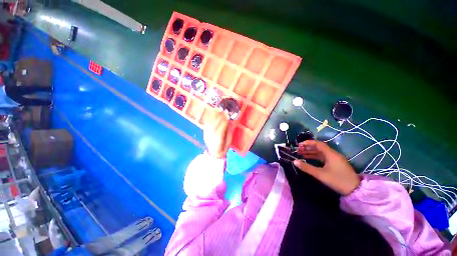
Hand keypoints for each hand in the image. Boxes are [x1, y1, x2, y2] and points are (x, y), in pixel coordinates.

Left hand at [204, 108, 232, 158]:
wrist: (215, 152)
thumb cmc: (224, 146)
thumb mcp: (228, 140)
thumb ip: (228, 131)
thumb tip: (230, 121)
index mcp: (219, 139)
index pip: (221, 129)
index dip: (224, 122)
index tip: (228, 115)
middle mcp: (211, 137)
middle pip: (215, 125)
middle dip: (219, 117)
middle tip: (222, 109)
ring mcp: (207, 134)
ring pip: (210, 124)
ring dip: (213, 116)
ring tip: (217, 109)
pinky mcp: (205, 132)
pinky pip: (206, 124)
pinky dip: (208, 118)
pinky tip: (210, 112)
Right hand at [293, 140, 359, 194]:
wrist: (355, 190)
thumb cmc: (338, 180)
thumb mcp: (320, 174)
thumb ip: (307, 167)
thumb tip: (294, 161)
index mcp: (331, 154)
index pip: (318, 144)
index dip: (308, 143)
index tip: (299, 145)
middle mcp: (333, 154)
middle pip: (319, 147)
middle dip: (307, 148)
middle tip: (298, 150)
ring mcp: (335, 159)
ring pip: (320, 152)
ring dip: (310, 152)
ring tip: (300, 153)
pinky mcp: (335, 164)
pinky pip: (323, 157)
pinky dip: (315, 157)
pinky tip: (308, 159)